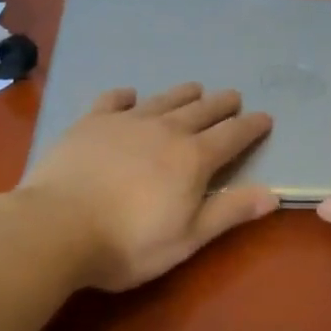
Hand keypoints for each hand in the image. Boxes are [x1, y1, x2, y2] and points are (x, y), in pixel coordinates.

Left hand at [20, 83, 278, 290]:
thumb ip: (229, 212)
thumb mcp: (187, 238)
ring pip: (163, 100)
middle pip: (201, 111)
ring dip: (183, 94)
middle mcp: (165, 130)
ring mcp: (126, 122)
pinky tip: (129, 94)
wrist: (57, 226)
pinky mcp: (91, 122)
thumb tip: (273, 194)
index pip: (232, 136)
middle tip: (233, 97)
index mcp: (192, 159)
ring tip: (195, 87)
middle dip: (221, 104)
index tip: (265, 117)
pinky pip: (113, 100)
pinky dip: (126, 95)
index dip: (251, 127)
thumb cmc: (128, 243)